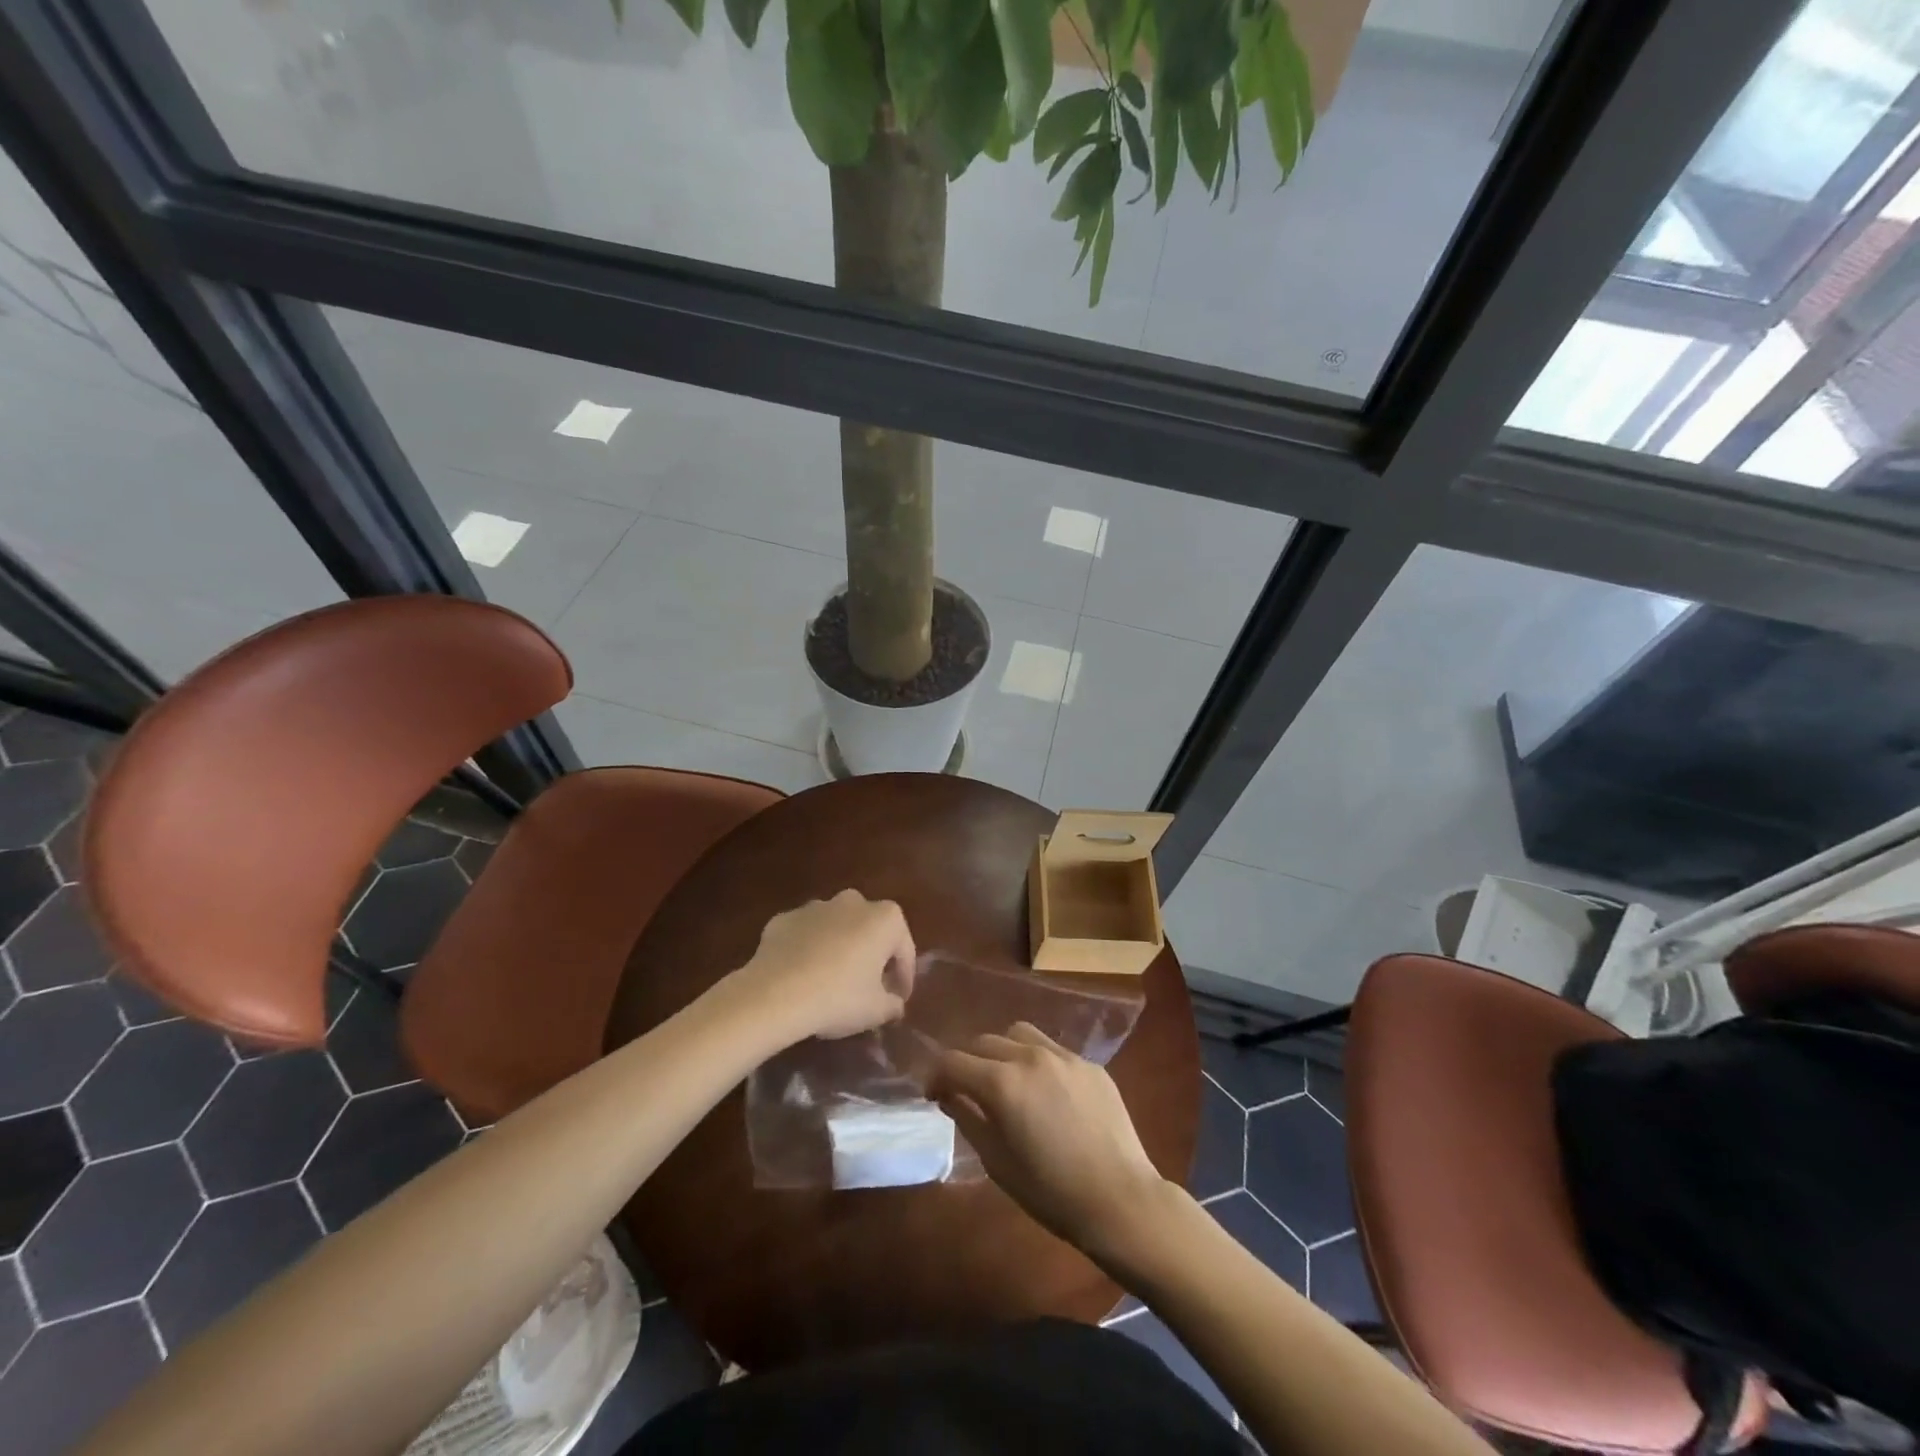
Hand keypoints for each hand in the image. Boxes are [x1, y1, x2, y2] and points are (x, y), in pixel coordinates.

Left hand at [733, 890, 916, 1041]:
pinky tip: (801, 976)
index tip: (898, 999)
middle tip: (867, 987)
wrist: (776, 994)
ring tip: (831, 981)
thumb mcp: (877, 1010)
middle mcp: (853, 902)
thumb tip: (894, 1004)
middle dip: (871, 954)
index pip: (904, 949)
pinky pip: (804, 935)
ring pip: (835, 928)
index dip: (903, 977)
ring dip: (838, 948)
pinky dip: (807, 950)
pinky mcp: (784, 918)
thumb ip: (893, 1004)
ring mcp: (816, 906)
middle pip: (870, 930)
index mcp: (885, 919)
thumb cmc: (839, 997)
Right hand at [930, 1023, 1169, 1256]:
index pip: (953, 1062)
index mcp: (1002, 1083)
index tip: (933, 1094)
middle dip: (967, 1062)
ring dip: (1001, 1051)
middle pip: (983, 1042)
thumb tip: (949, 1094)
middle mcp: (1030, 1056)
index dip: (936, 1076)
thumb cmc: (1051, 1191)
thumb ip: (968, 1118)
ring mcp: (1064, 1056)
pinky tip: (1045, 1091)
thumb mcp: (997, 1162)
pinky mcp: (1089, 1064)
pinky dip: (1036, 1060)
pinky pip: (1052, 1049)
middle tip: (966, 1089)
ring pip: (1018, 1033)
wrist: (1119, 1199)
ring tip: (1006, 1078)